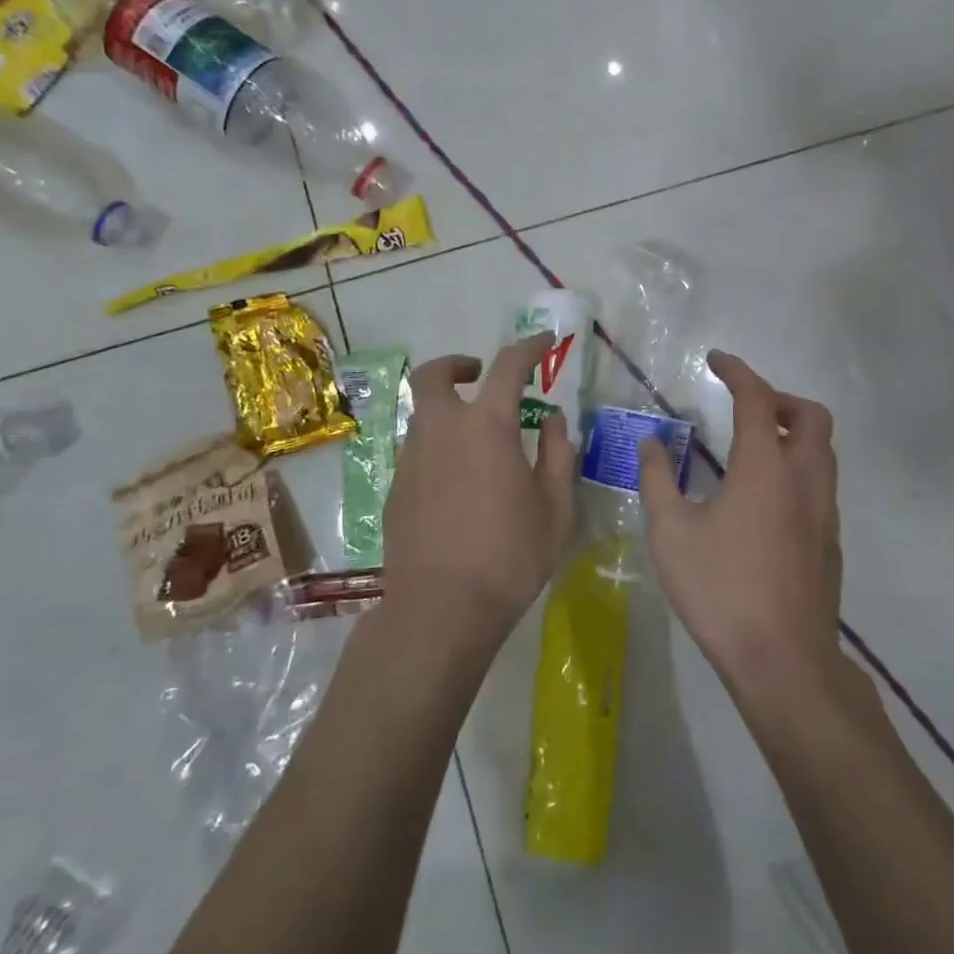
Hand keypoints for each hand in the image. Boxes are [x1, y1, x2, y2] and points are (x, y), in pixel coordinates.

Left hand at [381, 334, 577, 654]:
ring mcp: (412, 458)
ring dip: (448, 409)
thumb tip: (553, 421)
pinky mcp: (396, 488)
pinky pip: (417, 449)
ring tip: (477, 440)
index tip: (544, 343)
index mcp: (486, 427)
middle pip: (434, 375)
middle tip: (480, 375)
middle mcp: (442, 430)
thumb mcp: (555, 508)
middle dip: (457, 364)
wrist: (440, 610)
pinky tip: (458, 481)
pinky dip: (438, 445)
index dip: (528, 347)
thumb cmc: (509, 556)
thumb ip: (557, 455)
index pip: (508, 367)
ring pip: (424, 414)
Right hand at [637, 351, 841, 687]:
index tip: (717, 359)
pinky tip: (766, 500)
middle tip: (746, 407)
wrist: (784, 662)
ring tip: (754, 447)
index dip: (738, 372)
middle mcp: (804, 479)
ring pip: (823, 451)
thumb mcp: (672, 533)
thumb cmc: (722, 590)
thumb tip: (651, 442)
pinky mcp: (830, 543)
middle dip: (780, 399)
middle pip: (810, 417)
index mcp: (765, 468)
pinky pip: (821, 484)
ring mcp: (824, 512)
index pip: (757, 399)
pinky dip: (799, 469)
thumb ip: (658, 480)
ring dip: (794, 433)